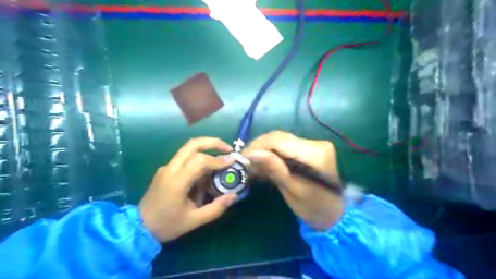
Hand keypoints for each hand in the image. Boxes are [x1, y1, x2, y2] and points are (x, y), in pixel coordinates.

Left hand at [138, 137, 238, 241]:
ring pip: (188, 149)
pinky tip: (205, 175)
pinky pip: (184, 159)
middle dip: (213, 142)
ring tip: (219, 162)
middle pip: (192, 144)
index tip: (232, 161)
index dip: (218, 159)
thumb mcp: (194, 221)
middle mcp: (170, 169)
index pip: (199, 161)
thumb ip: (216, 208)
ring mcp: (166, 167)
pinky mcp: (166, 169)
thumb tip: (234, 196)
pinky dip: (198, 160)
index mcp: (176, 182)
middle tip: (227, 149)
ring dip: (206, 150)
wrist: (138, 227)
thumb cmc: (167, 225)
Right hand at [242, 130, 342, 230]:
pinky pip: (286, 146)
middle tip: (244, 160)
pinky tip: (263, 162)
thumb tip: (252, 154)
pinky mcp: (310, 149)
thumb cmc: (315, 208)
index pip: (279, 141)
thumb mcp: (292, 191)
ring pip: (281, 140)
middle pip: (279, 137)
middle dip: (259, 147)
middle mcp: (316, 144)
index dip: (258, 146)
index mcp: (315, 154)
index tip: (243, 158)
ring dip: (264, 150)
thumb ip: (274, 168)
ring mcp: (314, 145)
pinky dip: (273, 153)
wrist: (335, 214)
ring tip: (251, 163)